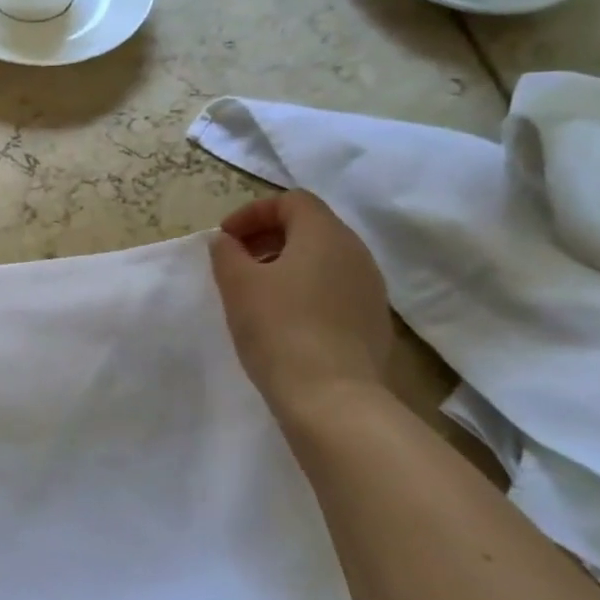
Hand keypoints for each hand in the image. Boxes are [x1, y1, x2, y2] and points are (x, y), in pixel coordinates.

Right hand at [208, 192, 391, 419]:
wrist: (332, 398)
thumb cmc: (279, 328)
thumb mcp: (237, 284)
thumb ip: (226, 253)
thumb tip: (227, 242)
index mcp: (325, 234)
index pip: (292, 201)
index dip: (254, 212)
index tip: (226, 238)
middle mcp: (356, 253)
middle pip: (311, 226)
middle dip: (269, 236)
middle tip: (237, 260)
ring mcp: (370, 288)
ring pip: (325, 259)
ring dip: (287, 264)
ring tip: (257, 291)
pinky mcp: (373, 321)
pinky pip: (336, 289)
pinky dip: (307, 289)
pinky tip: (285, 319)